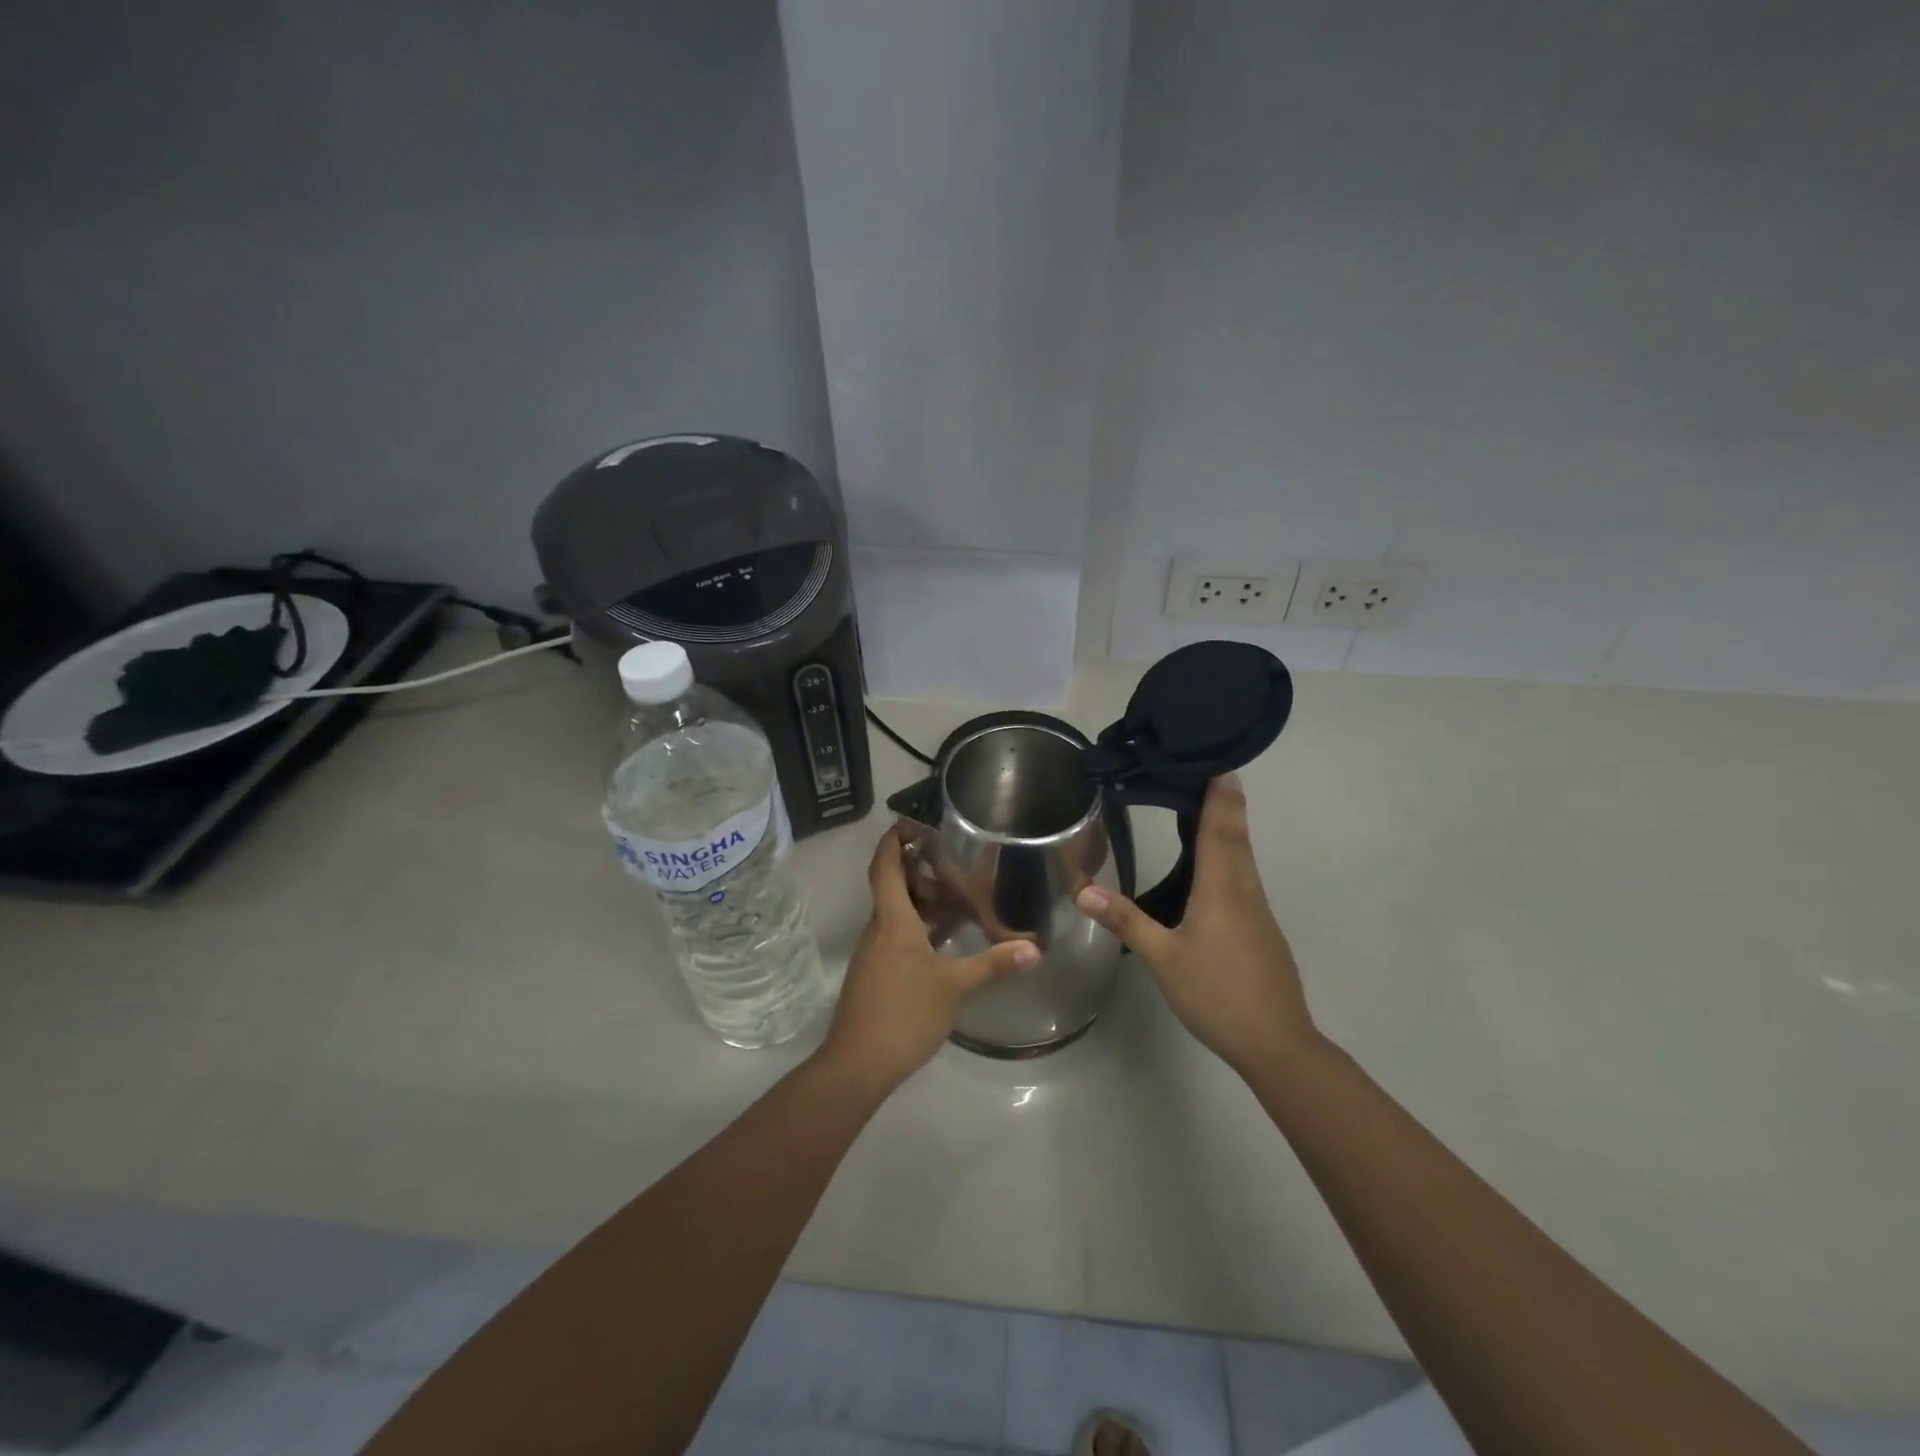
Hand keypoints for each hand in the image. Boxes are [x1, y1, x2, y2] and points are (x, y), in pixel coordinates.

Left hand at [819, 827, 1039, 1093]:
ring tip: (959, 892)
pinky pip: (899, 935)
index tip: (912, 822)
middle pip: (892, 886)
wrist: (858, 1064)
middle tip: (952, 857)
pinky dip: (921, 926)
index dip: (893, 840)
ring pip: (897, 912)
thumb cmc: (903, 1014)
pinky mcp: (878, 973)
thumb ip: (993, 964)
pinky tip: (947, 938)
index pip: (884, 867)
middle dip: (918, 867)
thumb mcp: (954, 987)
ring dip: (922, 899)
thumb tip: (1035, 948)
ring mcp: (876, 952)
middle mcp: (879, 929)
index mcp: (892, 920)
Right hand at [1075, 774, 1318, 1078]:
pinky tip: (1217, 866)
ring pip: (1244, 858)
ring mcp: (1258, 912)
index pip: (1220, 830)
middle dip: (1227, 802)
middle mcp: (1245, 891)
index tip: (1219, 763)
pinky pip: (1245, 878)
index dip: (1220, 796)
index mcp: (1223, 889)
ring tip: (1211, 805)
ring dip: (1231, 827)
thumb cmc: (1218, 994)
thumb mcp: (1163, 959)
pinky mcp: (1262, 931)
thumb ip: (1126, 921)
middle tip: (1212, 771)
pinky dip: (1232, 855)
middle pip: (1237, 837)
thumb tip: (1081, 889)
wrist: (1277, 1044)